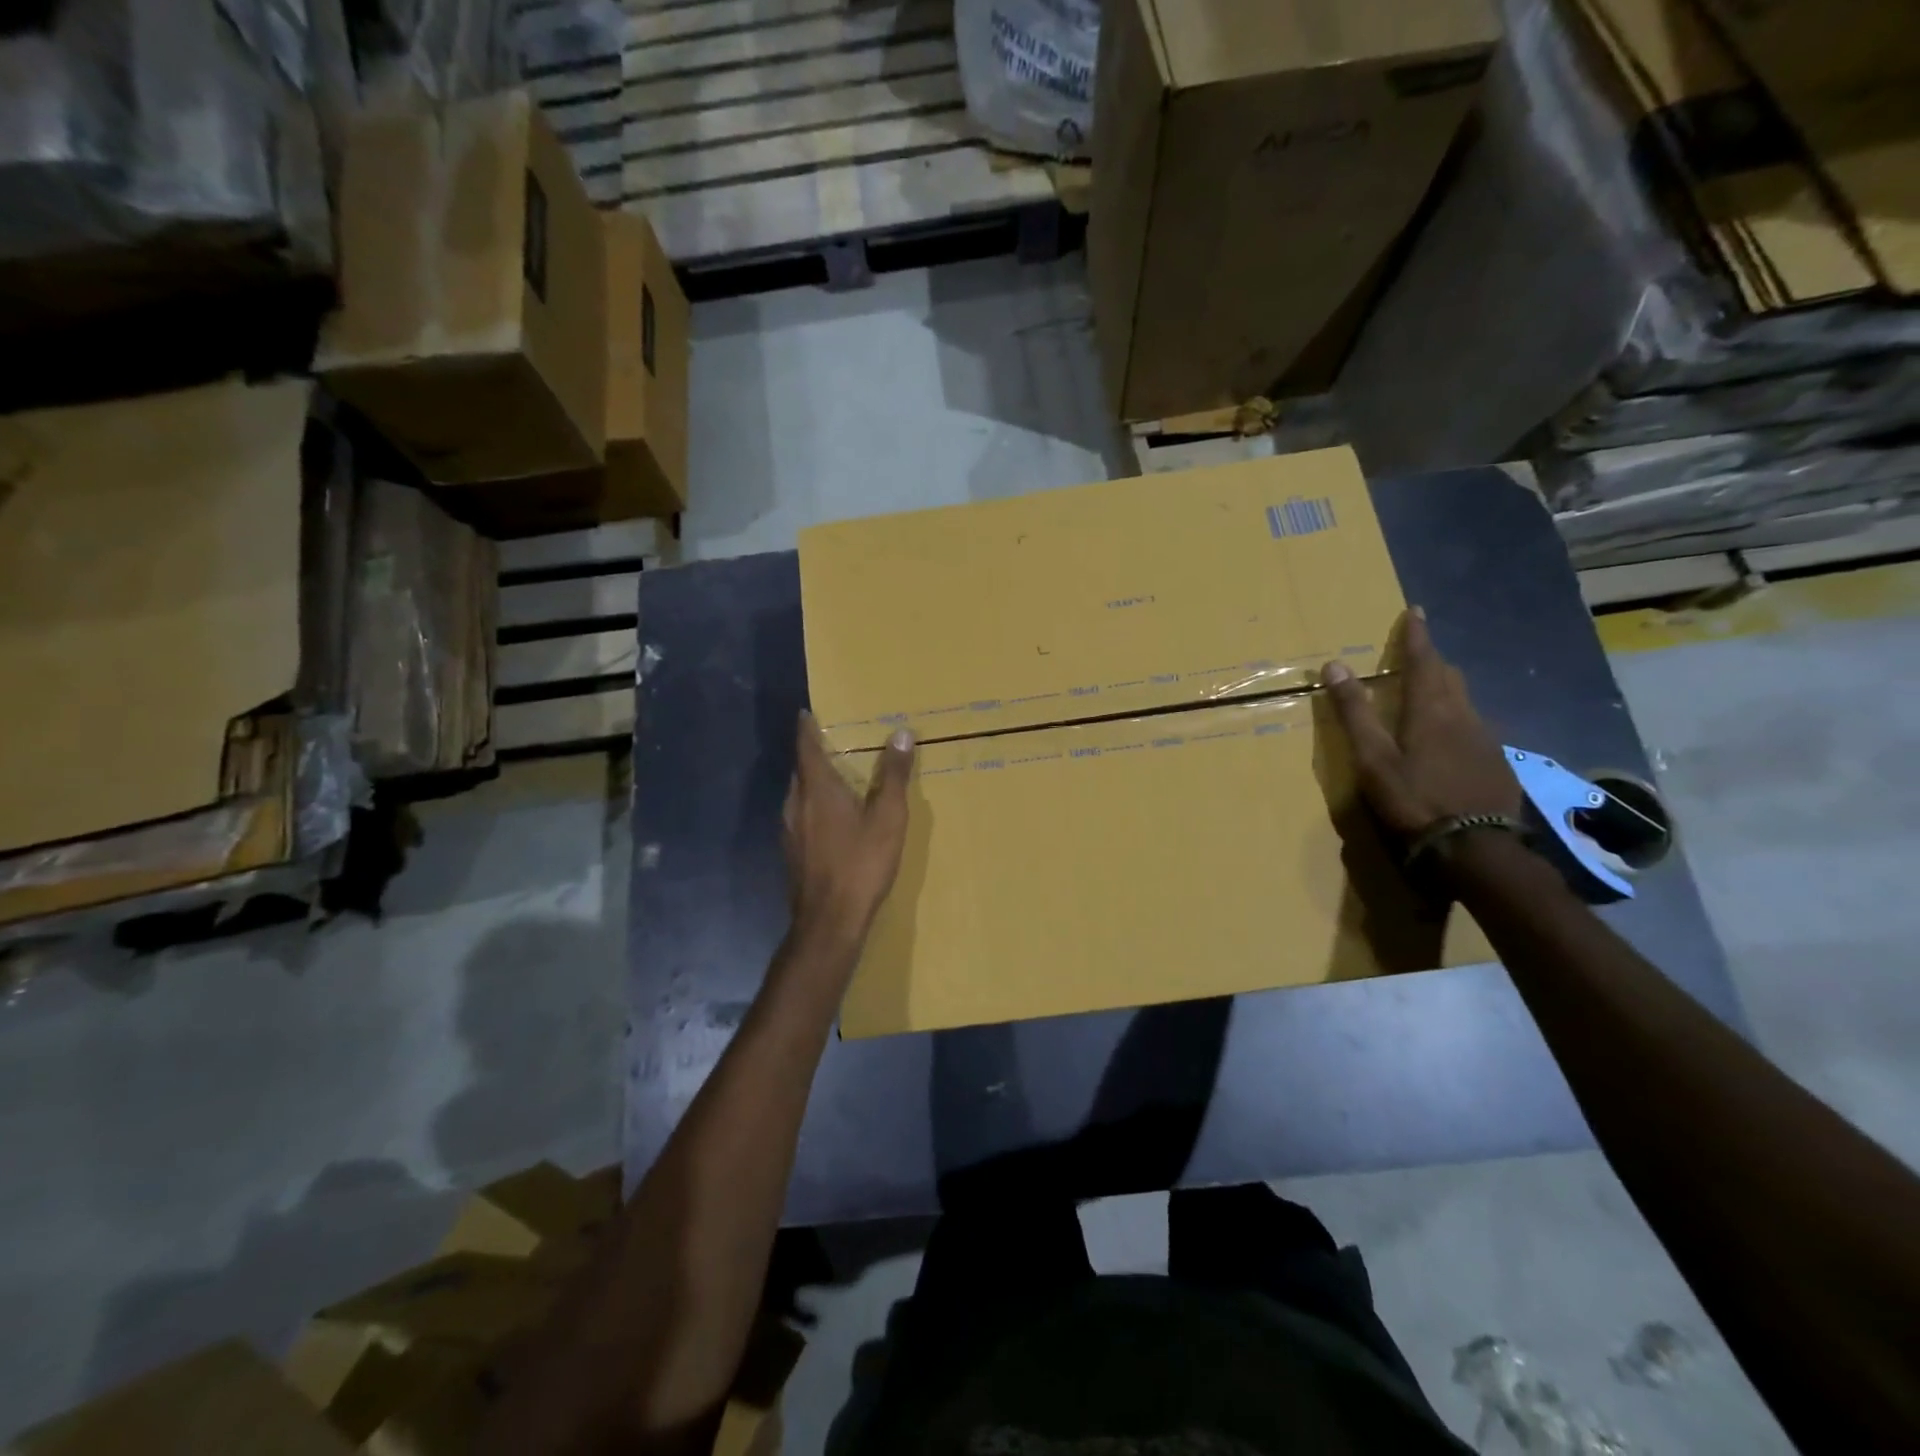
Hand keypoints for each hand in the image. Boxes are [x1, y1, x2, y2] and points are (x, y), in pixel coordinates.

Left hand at [782, 711, 914, 945]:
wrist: (829, 920)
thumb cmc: (861, 863)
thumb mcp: (888, 817)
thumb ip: (894, 775)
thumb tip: (900, 733)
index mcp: (817, 788)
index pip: (806, 747)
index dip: (806, 728)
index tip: (807, 713)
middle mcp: (796, 803)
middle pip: (800, 769)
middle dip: (813, 753)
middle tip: (834, 742)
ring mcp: (789, 830)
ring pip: (799, 794)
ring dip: (813, 781)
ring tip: (836, 776)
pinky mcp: (791, 852)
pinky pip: (800, 815)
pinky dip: (813, 805)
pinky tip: (832, 818)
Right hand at [1320, 607, 1522, 838]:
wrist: (1475, 848)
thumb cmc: (1414, 799)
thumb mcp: (1372, 758)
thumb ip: (1354, 713)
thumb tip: (1334, 666)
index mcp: (1431, 710)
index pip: (1423, 660)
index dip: (1416, 636)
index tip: (1415, 611)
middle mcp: (1464, 716)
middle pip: (1449, 677)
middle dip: (1431, 661)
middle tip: (1416, 654)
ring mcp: (1486, 740)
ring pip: (1465, 702)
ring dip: (1445, 690)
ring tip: (1429, 695)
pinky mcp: (1497, 763)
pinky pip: (1475, 727)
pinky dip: (1457, 719)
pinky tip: (1449, 739)